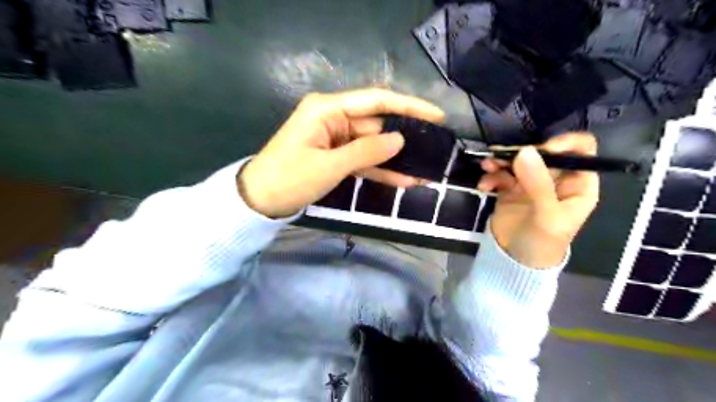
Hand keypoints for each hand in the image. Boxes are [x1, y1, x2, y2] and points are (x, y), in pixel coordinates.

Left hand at [238, 89, 445, 217]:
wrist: (260, 202)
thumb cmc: (289, 179)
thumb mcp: (330, 165)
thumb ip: (366, 151)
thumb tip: (400, 139)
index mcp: (328, 109)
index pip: (376, 101)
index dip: (408, 106)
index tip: (436, 116)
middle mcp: (334, 118)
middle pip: (377, 124)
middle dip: (405, 138)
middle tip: (435, 148)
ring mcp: (335, 138)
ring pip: (373, 145)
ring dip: (396, 159)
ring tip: (425, 170)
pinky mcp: (335, 156)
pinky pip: (363, 160)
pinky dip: (380, 170)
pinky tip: (404, 180)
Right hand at [478, 133, 599, 267]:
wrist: (515, 261)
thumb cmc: (543, 242)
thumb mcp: (547, 215)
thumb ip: (538, 183)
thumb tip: (524, 150)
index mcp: (577, 184)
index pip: (580, 150)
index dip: (563, 143)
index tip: (540, 149)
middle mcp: (555, 179)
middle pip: (542, 152)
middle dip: (521, 153)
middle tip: (502, 158)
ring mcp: (531, 183)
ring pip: (518, 161)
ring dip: (501, 161)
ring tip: (487, 167)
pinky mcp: (510, 189)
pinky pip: (501, 174)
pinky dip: (491, 176)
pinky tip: (484, 186)